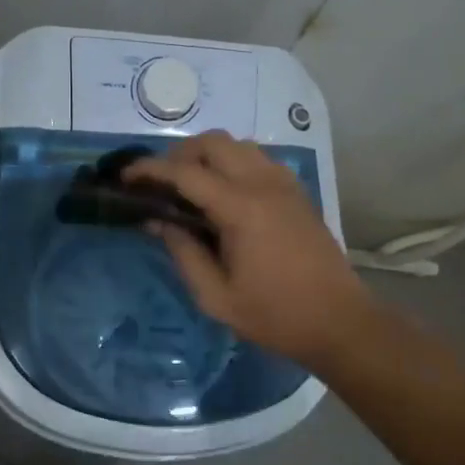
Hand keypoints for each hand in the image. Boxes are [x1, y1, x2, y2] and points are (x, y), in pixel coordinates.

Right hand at [127, 133, 377, 370]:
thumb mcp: (216, 296)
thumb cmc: (275, 315)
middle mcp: (263, 184)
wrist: (339, 321)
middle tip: (161, 184)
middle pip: (213, 142)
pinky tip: (225, 194)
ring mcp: (285, 184)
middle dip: (179, 154)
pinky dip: (234, 163)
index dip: (150, 170)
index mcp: (241, 208)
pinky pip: (258, 159)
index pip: (186, 173)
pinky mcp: (297, 192)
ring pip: (238, 145)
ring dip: (208, 155)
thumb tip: (156, 221)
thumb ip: (183, 253)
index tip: (126, 177)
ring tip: (191, 187)